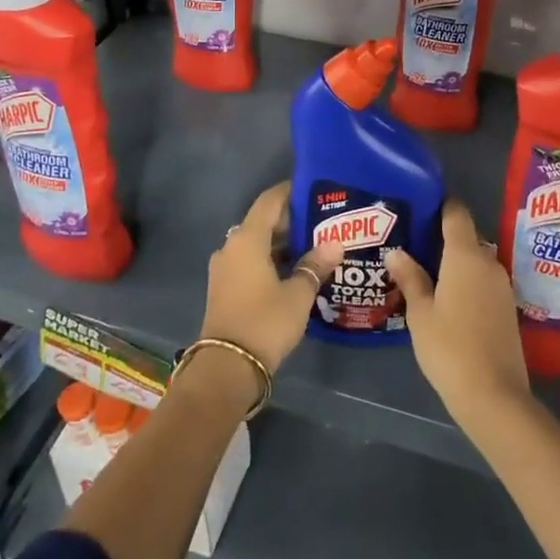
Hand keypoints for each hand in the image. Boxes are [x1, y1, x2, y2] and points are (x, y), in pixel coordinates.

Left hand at [201, 181, 342, 373]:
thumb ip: (315, 266)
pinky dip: (270, 260)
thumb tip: (335, 244)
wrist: (226, 369)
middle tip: (322, 222)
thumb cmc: (265, 322)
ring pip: (256, 244)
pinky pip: (249, 262)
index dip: (290, 192)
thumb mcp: (298, 294)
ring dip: (281, 243)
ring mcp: (224, 269)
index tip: (313, 189)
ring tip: (313, 246)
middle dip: (291, 221)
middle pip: (262, 222)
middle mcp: (231, 247)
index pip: (269, 201)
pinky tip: (294, 270)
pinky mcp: (224, 288)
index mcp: (247, 239)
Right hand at [386, 199, 529, 428]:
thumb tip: (396, 252)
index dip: (440, 205)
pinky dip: (466, 280)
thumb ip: (410, 278)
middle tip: (412, 245)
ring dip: (454, 262)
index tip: (419, 207)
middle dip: (442, 237)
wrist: (495, 396)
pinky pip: (483, 280)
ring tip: (424, 271)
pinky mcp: (507, 306)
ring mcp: (502, 285)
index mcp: (465, 256)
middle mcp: (488, 262)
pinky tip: (446, 297)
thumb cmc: (450, 348)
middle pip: (465, 236)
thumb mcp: (420, 314)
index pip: (456, 213)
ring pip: (475, 260)